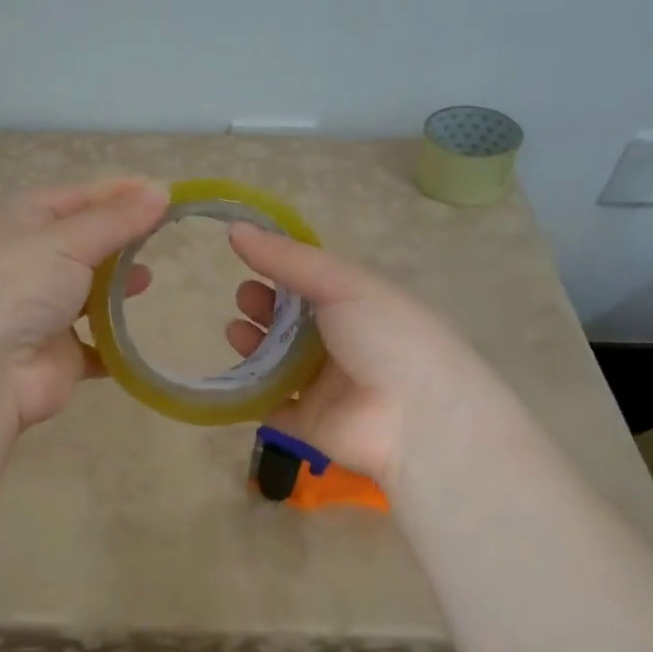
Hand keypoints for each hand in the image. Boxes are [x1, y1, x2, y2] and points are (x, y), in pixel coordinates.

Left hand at [0, 178, 169, 430]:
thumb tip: (161, 190)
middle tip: (165, 237)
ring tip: (148, 280)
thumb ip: (117, 220)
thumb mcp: (68, 240)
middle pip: (87, 244)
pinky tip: (141, 333)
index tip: (165, 196)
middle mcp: (32, 262)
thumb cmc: (18, 286)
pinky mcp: (61, 354)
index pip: (80, 198)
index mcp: (24, 222)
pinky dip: (118, 342)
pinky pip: (98, 345)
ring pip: (91, 293)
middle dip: (121, 241)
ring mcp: (45, 311)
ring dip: (118, 287)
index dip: (120, 195)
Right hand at [224, 223, 489, 488]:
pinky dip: (250, 390)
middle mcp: (342, 345)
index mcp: (359, 307)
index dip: (282, 272)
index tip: (251, 261)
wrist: (417, 419)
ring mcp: (324, 386)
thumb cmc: (387, 337)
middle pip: (292, 322)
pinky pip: (270, 403)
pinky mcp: (307, 423)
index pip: (314, 285)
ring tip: (236, 331)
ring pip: (278, 361)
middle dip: (264, 306)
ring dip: (254, 343)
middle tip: (245, 297)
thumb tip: (234, 228)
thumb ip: (288, 259)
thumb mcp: (342, 284)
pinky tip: (235, 373)